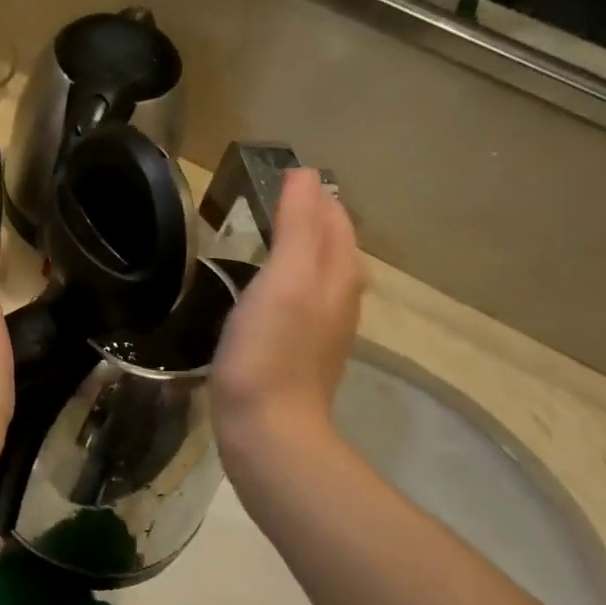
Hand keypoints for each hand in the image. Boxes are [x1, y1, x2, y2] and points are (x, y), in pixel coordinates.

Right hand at [212, 171, 363, 491]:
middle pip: (332, 245)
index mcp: (338, 273)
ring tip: (267, 236)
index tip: (278, 175)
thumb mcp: (283, 278)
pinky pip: (302, 301)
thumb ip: (297, 226)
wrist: (269, 430)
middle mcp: (340, 297)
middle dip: (309, 218)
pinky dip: (288, 281)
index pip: (334, 218)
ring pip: (319, 274)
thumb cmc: (270, 350)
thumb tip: (306, 174)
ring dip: (299, 249)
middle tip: (270, 200)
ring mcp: (324, 329)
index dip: (312, 193)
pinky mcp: (302, 352)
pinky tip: (265, 291)